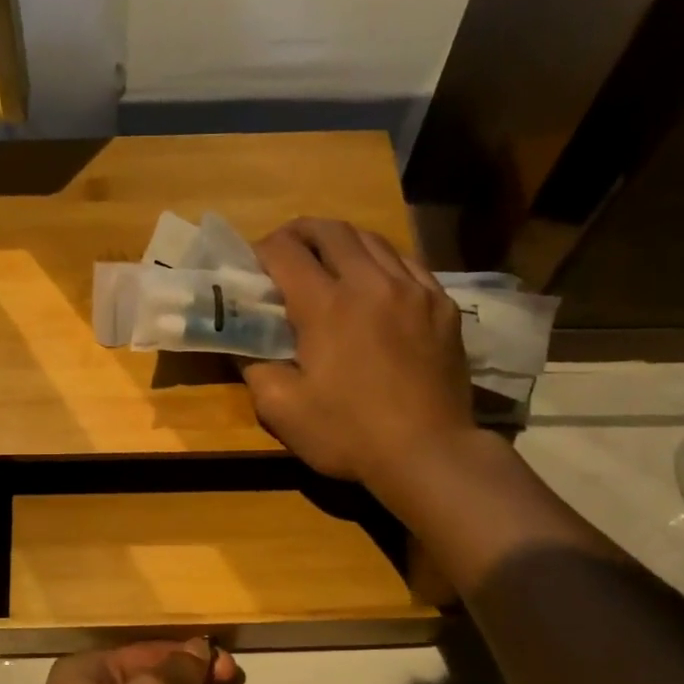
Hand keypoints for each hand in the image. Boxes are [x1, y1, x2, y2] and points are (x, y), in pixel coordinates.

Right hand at [245, 218, 475, 500]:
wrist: (428, 454)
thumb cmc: (347, 433)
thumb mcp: (281, 408)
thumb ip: (254, 365)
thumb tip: (242, 339)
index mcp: (326, 305)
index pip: (285, 251)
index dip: (261, 251)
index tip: (252, 268)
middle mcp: (371, 282)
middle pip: (331, 230)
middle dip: (299, 233)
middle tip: (284, 253)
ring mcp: (413, 289)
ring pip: (372, 239)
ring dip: (340, 242)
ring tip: (326, 262)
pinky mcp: (442, 304)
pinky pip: (407, 262)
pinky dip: (380, 261)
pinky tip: (373, 283)